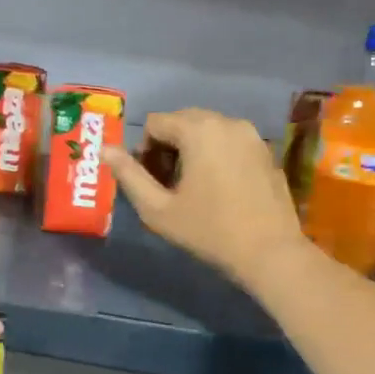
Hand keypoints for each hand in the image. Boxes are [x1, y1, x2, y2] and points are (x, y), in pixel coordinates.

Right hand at [106, 108, 309, 288]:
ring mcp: (252, 135)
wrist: (270, 252)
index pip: (155, 123)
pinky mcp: (267, 151)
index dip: (143, 150)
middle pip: (182, 121)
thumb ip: (129, 175)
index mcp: (198, 129)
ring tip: (191, 186)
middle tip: (166, 184)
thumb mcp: (158, 209)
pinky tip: (219, 189)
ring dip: (192, 149)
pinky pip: (230, 142)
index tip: (149, 180)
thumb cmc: (208, 230)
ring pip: (208, 130)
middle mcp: (227, 122)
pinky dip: (216, 155)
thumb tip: (104, 149)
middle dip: (168, 146)